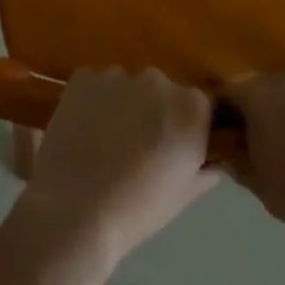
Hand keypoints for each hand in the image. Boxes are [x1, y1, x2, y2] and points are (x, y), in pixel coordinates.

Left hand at [17, 68, 220, 264]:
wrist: (73, 209)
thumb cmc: (137, 209)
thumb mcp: (184, 194)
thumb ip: (205, 168)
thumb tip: (211, 158)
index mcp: (191, 107)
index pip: (199, 106)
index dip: (186, 126)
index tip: (174, 149)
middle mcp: (158, 80)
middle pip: (161, 91)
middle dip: (154, 112)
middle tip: (138, 148)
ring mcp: (118, 75)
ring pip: (127, 87)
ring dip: (123, 106)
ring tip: (105, 141)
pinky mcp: (83, 77)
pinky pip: (95, 85)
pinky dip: (93, 102)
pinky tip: (83, 131)